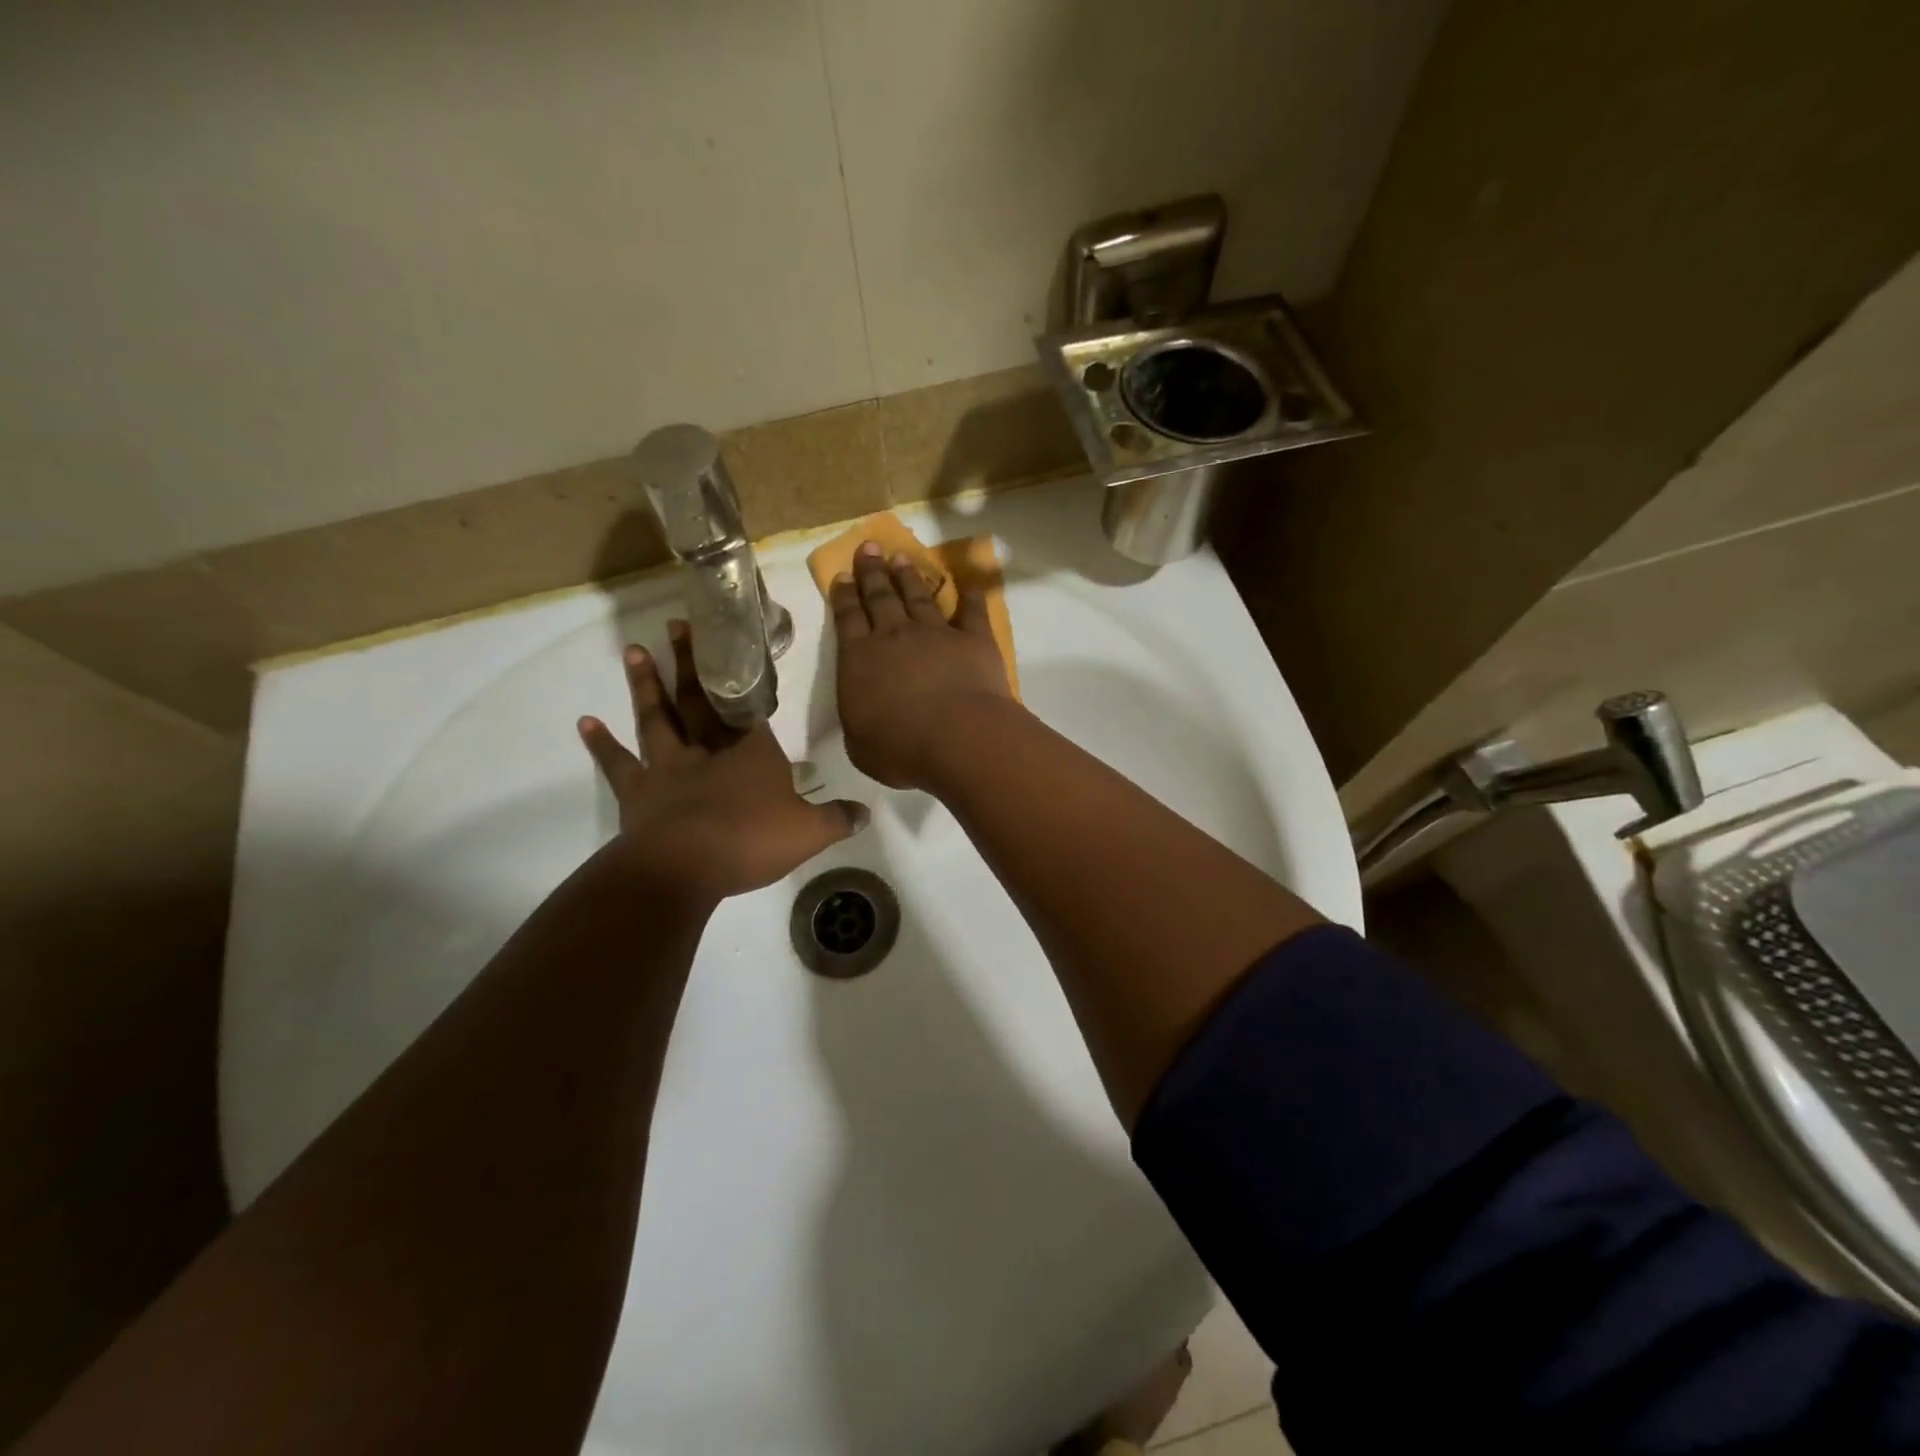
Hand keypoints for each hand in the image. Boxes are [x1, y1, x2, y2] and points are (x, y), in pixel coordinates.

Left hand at [578, 621, 866, 901]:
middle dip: (692, 661)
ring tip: (635, 649)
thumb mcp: (808, 833)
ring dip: (646, 684)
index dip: (744, 678)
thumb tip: (866, 812)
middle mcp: (708, 749)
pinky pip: (618, 762)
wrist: (684, 867)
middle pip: (699, 698)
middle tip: (678, 625)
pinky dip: (601, 742)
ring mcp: (668, 767)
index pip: (750, 707)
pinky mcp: (637, 790)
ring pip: (657, 717)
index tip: (735, 647)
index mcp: (751, 752)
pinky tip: (586, 722)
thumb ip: (837, 819)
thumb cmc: (750, 840)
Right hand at [830, 540, 1018, 789]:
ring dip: (909, 577)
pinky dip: (970, 594)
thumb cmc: (900, 748)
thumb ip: (859, 719)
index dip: (844, 596)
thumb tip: (863, 710)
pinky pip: (971, 610)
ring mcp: (936, 633)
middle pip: (880, 597)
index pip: (847, 619)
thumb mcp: (860, 743)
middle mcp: (895, 636)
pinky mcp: (973, 639)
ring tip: (902, 558)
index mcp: (860, 659)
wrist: (957, 738)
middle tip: (869, 548)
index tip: (842, 575)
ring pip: (918, 597)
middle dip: (872, 572)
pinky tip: (968, 582)